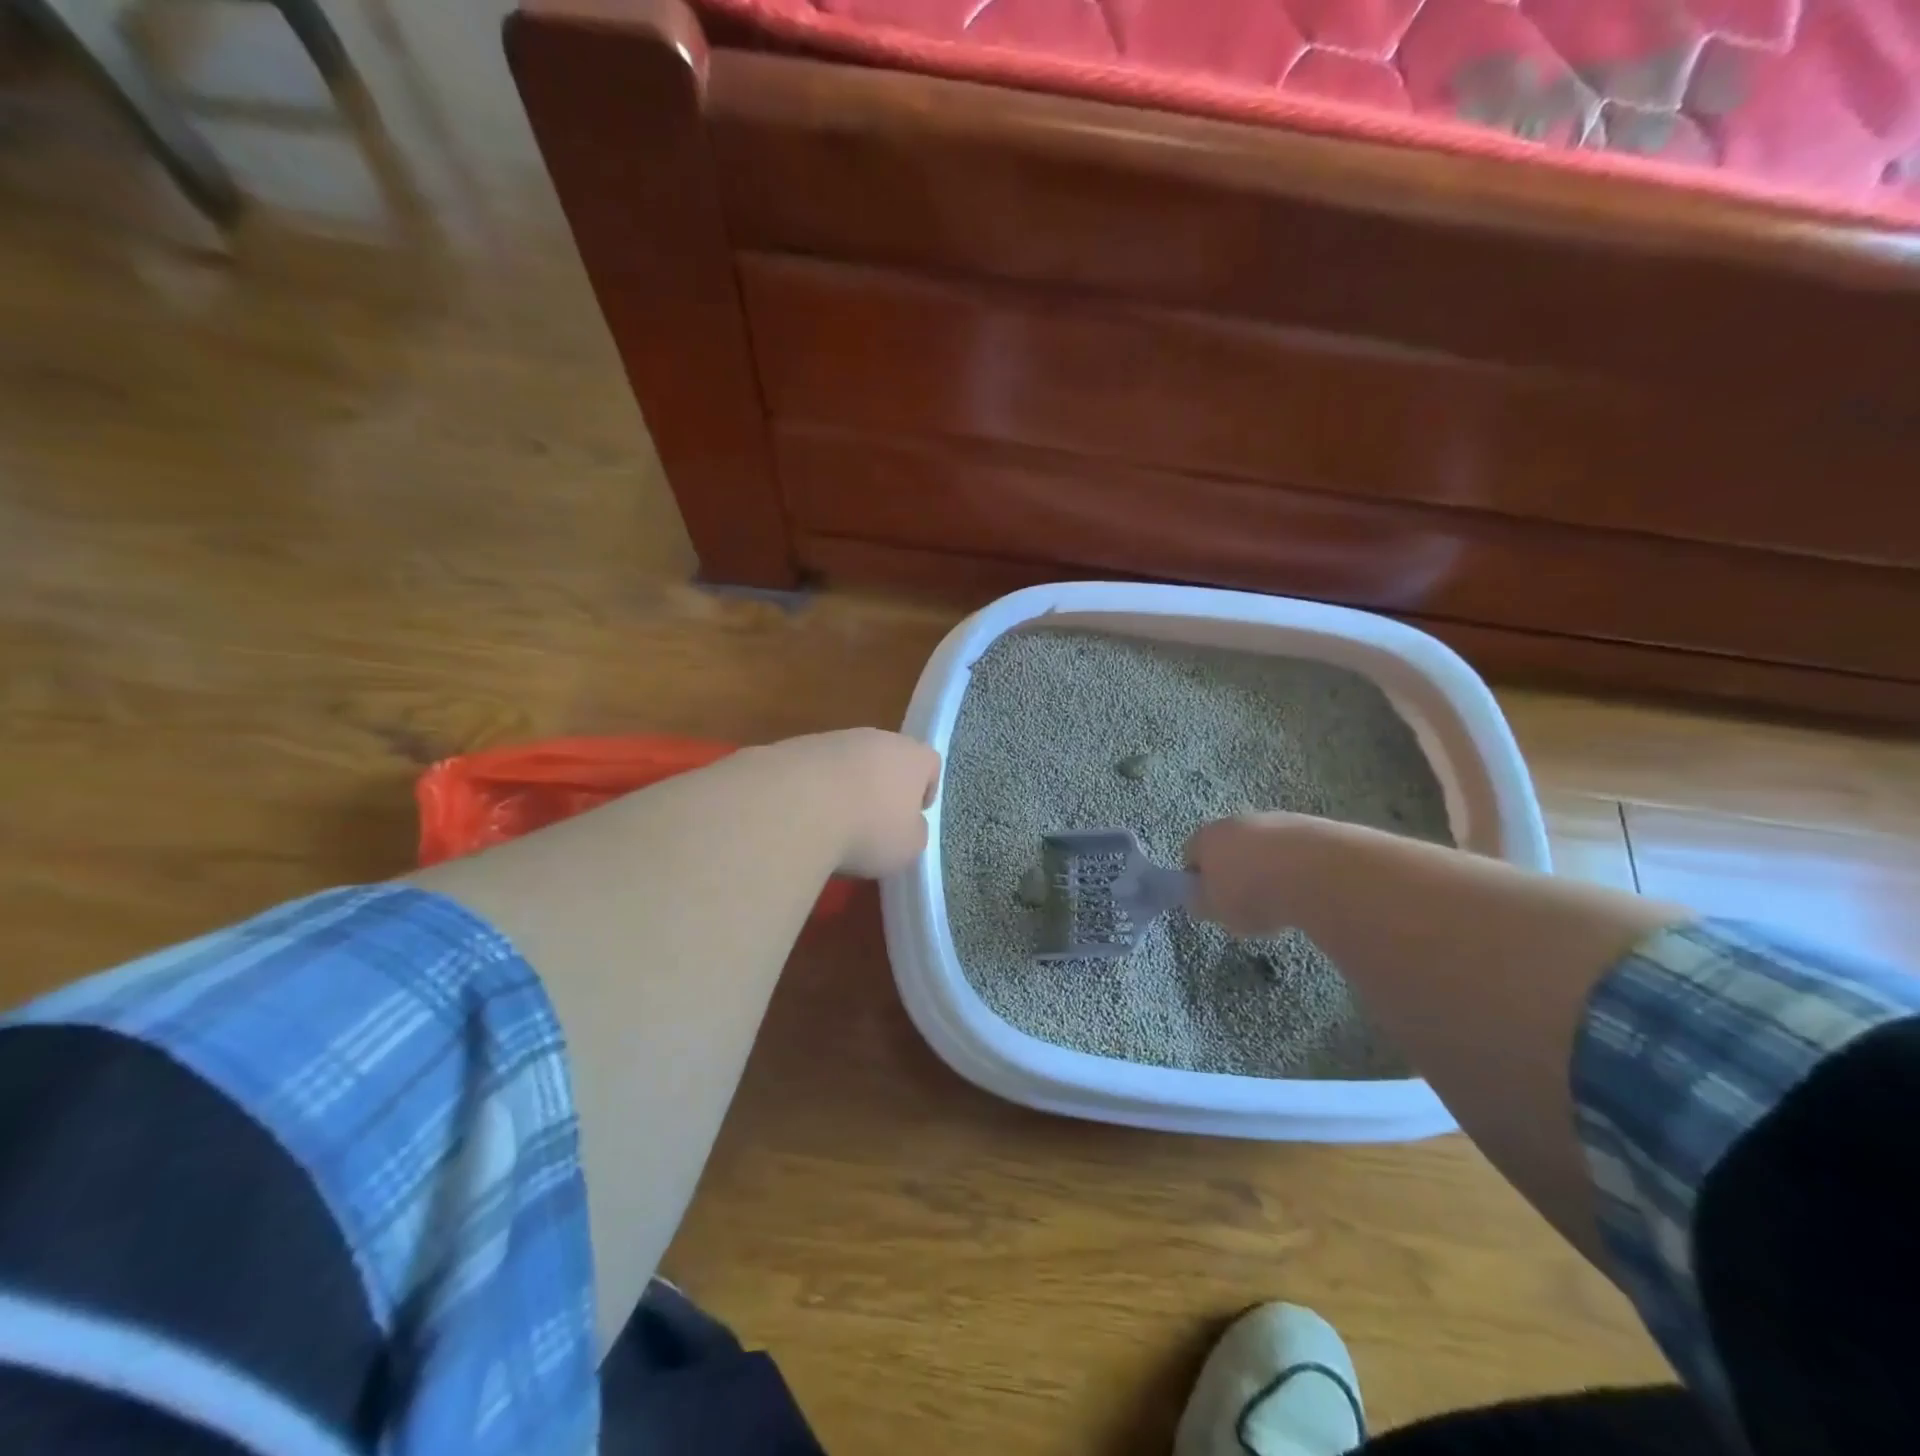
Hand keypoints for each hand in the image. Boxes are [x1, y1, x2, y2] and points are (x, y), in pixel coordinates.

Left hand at [773, 728, 940, 877]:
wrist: (795, 807)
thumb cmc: (868, 829)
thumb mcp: (908, 847)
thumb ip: (914, 832)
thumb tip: (906, 826)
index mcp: (912, 756)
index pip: (929, 764)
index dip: (925, 790)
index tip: (913, 817)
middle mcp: (875, 738)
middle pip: (887, 760)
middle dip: (882, 788)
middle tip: (874, 823)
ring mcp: (832, 739)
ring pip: (848, 764)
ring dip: (845, 788)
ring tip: (833, 824)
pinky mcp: (793, 748)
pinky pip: (813, 772)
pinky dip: (813, 791)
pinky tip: (803, 818)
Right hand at [1183, 813, 1316, 937]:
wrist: (1318, 873)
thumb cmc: (1253, 893)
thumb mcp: (1215, 910)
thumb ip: (1200, 902)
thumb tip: (1198, 897)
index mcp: (1207, 837)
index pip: (1191, 854)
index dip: (1198, 879)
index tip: (1211, 902)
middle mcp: (1237, 820)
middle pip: (1229, 846)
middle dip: (1234, 871)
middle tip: (1245, 903)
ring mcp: (1276, 820)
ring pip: (1263, 846)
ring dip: (1267, 867)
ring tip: (1281, 900)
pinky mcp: (1311, 826)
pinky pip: (1294, 850)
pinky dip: (1296, 867)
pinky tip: (1306, 890)